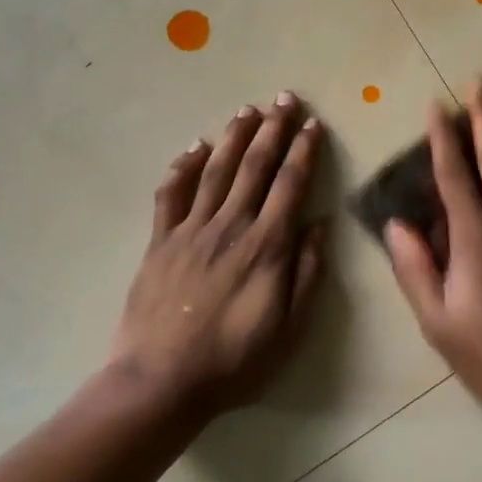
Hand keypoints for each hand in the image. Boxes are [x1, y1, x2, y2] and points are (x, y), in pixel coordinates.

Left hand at [110, 93, 326, 415]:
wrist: (160, 383)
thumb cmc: (234, 361)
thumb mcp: (288, 328)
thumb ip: (306, 272)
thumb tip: (320, 224)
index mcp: (266, 245)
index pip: (290, 184)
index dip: (303, 151)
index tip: (313, 124)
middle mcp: (230, 226)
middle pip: (255, 166)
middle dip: (273, 129)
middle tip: (284, 98)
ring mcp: (191, 230)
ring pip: (217, 171)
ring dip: (234, 136)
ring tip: (248, 109)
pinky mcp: (160, 242)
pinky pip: (171, 194)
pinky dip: (183, 167)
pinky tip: (195, 147)